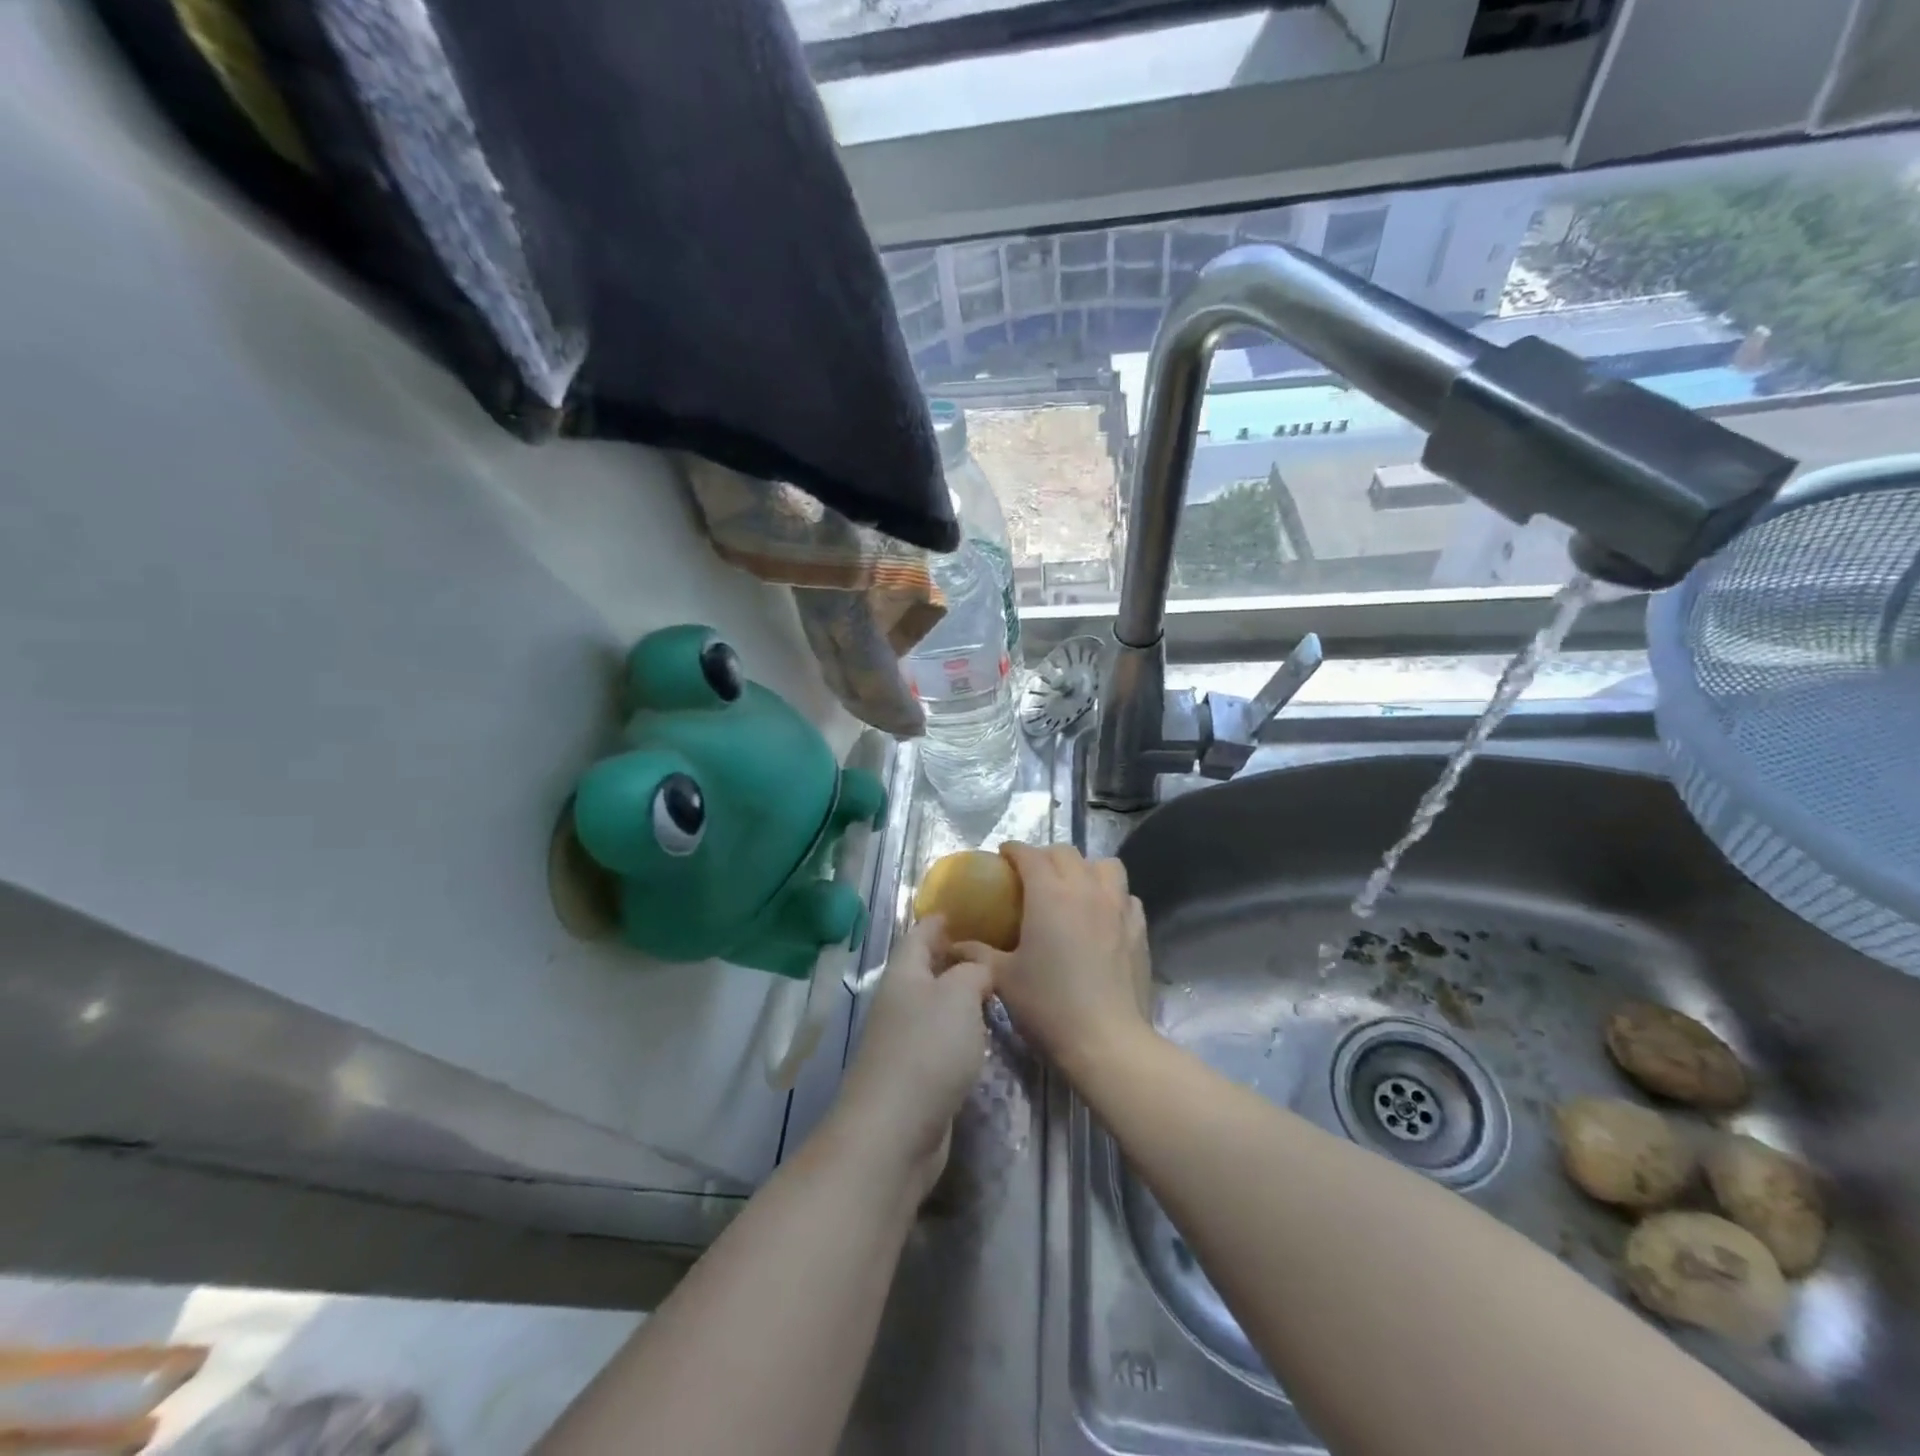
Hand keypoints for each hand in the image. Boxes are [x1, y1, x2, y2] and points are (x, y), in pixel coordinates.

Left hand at [825, 915, 992, 1198]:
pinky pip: (941, 1039)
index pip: (921, 933)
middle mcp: (900, 1001)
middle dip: (956, 955)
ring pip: (936, 1005)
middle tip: (998, 946)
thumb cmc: (927, 1050)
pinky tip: (984, 1033)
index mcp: (904, 973)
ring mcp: (905, 1040)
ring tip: (998, 985)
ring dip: (960, 994)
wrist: (895, 1132)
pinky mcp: (916, 1075)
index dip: (943, 918)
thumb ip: (973, 971)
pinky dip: (961, 1030)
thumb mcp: (959, 995)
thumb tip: (979, 968)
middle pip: (927, 968)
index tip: (972, 906)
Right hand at [956, 844, 1152, 1082]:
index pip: (1029, 854)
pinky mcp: (1139, 929)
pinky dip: (1112, 896)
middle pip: (1066, 853)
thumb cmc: (1049, 1005)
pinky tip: (1103, 917)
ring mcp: (1118, 907)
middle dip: (1046, 856)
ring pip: (1105, 866)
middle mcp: (1085, 889)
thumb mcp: (1003, 978)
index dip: (1013, 850)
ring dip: (1086, 868)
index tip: (1002, 857)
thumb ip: (976, 954)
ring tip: (1073, 889)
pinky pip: (1126, 896)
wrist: (1107, 1040)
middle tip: (1031, 876)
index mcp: (1049, 894)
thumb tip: (952, 944)